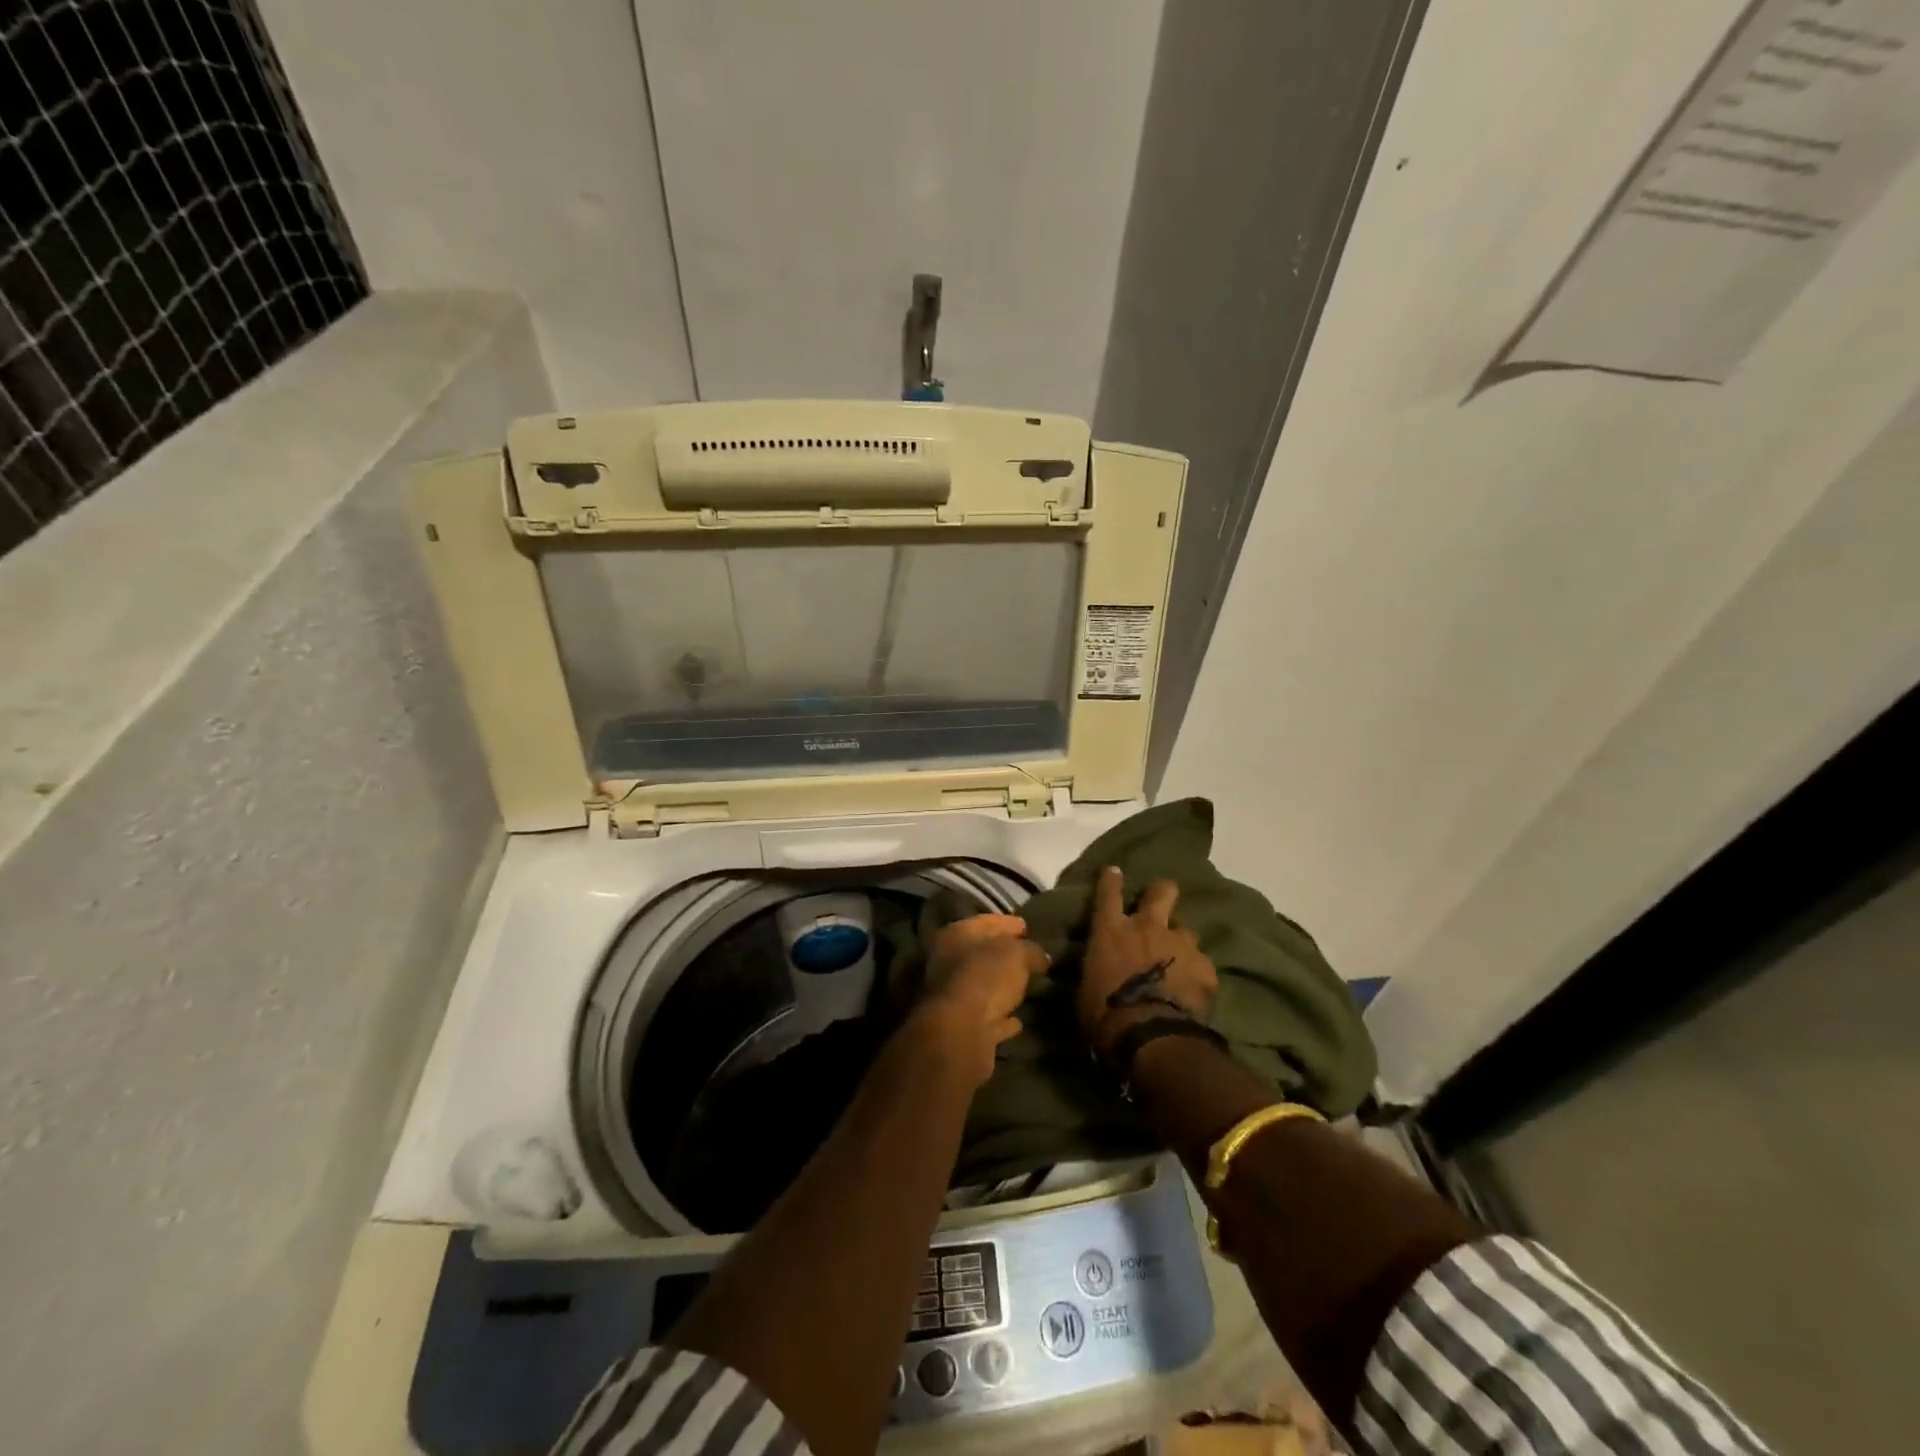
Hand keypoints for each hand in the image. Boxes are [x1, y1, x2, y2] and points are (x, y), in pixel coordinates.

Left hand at [915, 914, 1048, 1086]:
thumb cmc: (986, 978)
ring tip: (1028, 986)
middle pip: (981, 954)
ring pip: (982, 987)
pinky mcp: (960, 1029)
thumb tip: (1040, 956)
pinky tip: (1018, 1020)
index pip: (985, 922)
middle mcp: (947, 962)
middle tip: (1029, 956)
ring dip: (1002, 987)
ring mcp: (951, 997)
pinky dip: (1000, 1017)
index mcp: (955, 935)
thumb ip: (1031, 950)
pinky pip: (986, 1017)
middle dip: (1004, 955)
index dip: (1007, 923)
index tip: (1026, 927)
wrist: (960, 1033)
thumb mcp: (1018, 954)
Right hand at [1079, 868, 1218, 1061]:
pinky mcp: (1205, 967)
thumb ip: (1094, 969)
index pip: (1108, 893)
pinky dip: (1196, 972)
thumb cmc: (1104, 1014)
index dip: (1111, 879)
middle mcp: (1148, 927)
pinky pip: (1202, 963)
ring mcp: (1180, 944)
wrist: (1150, 1037)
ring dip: (1180, 941)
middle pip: (1162, 892)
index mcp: (1111, 931)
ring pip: (1186, 929)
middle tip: (1160, 901)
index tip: (1114, 871)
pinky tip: (1194, 988)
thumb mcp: (1084, 988)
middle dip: (1161, 892)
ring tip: (1178, 959)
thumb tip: (1095, 969)